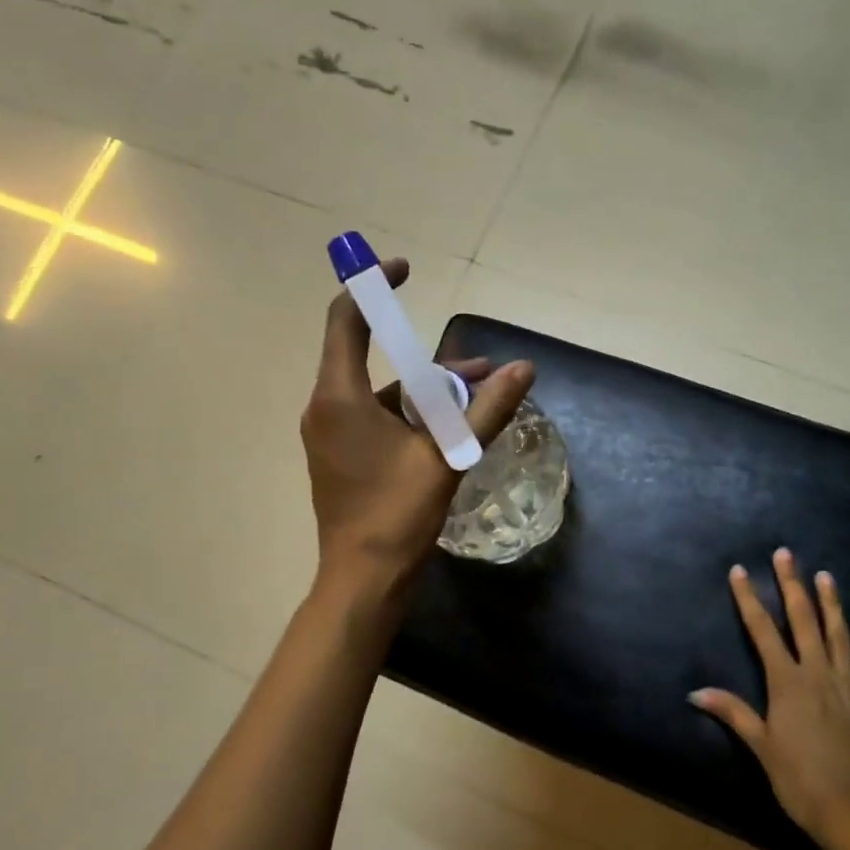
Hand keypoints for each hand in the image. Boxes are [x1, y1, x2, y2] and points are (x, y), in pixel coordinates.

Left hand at [302, 259, 533, 593]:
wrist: (364, 579)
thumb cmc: (397, 515)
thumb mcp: (447, 457)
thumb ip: (486, 410)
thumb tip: (524, 368)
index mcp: (339, 398)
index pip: (345, 321)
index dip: (371, 288)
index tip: (403, 270)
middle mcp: (326, 409)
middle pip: (372, 359)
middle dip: (428, 360)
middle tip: (480, 370)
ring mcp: (330, 435)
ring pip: (379, 394)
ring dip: (425, 393)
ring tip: (478, 401)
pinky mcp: (340, 457)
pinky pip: (375, 419)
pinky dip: (410, 416)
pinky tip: (450, 431)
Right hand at [691, 548, 849, 849]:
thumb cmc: (801, 781)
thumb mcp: (762, 747)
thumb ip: (733, 713)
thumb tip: (695, 692)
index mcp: (787, 682)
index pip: (762, 631)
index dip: (749, 599)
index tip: (740, 570)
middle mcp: (819, 673)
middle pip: (803, 620)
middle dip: (792, 585)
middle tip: (786, 554)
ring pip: (840, 634)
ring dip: (831, 603)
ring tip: (825, 575)